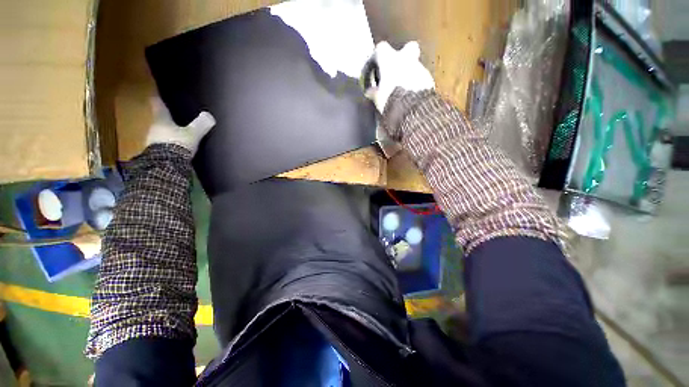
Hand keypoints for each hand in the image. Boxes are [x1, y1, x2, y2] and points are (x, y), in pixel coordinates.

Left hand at [146, 97, 215, 155]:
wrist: (166, 166)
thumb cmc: (177, 144)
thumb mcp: (192, 134)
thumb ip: (200, 125)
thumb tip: (209, 115)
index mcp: (161, 121)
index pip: (158, 106)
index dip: (158, 100)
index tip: (155, 94)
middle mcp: (154, 129)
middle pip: (159, 121)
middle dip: (165, 119)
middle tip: (171, 117)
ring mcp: (154, 143)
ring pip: (161, 134)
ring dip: (167, 134)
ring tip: (176, 135)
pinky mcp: (157, 156)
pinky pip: (164, 147)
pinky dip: (169, 146)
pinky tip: (176, 149)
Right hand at [365, 41, 434, 113]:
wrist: (413, 110)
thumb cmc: (390, 101)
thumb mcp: (377, 99)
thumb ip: (374, 93)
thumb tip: (370, 92)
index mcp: (390, 60)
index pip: (380, 50)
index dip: (375, 60)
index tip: (372, 73)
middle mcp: (406, 59)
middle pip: (408, 48)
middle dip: (403, 57)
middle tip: (396, 71)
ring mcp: (420, 68)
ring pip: (415, 66)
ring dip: (409, 75)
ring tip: (403, 92)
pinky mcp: (429, 80)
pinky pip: (421, 79)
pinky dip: (416, 86)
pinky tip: (412, 98)